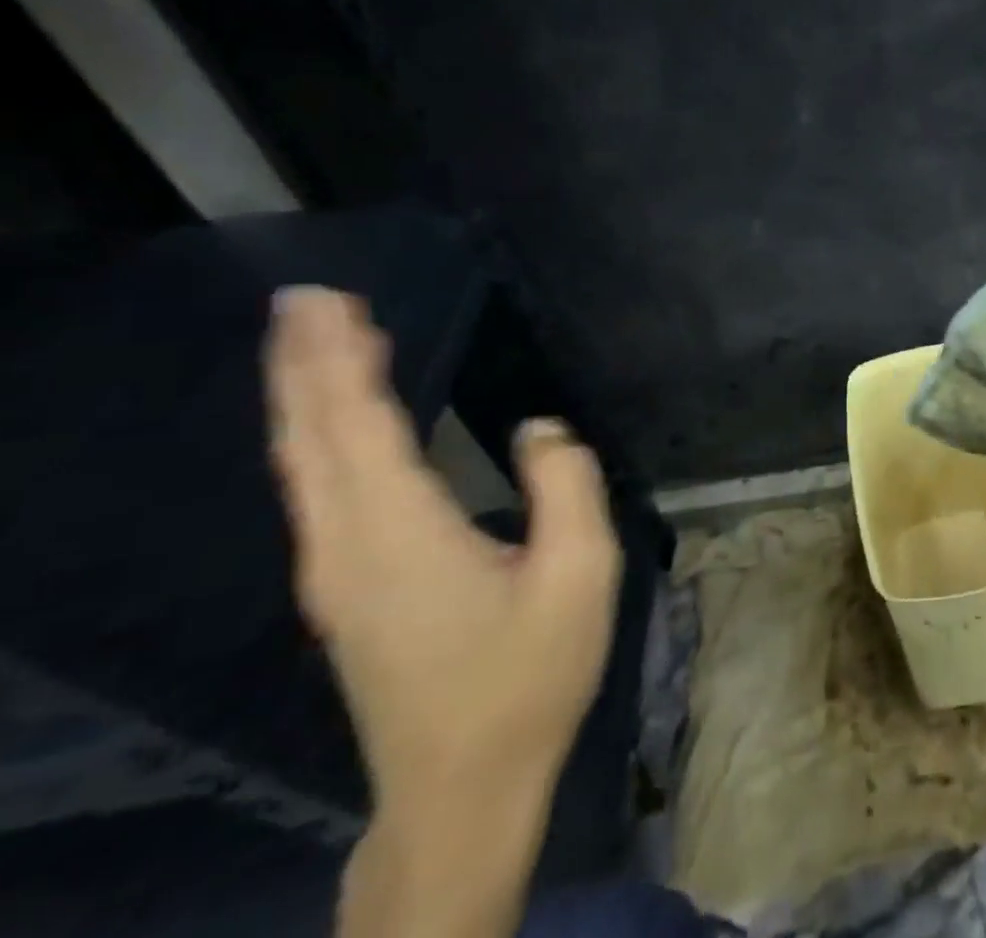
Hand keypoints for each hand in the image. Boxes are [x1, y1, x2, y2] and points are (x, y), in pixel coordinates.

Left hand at [265, 287, 620, 821]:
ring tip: (316, 341)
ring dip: (305, 397)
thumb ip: (566, 486)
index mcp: (402, 536)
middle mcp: (346, 548)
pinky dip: (319, 438)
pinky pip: (317, 492)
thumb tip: (539, 429)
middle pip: (312, 441)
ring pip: (304, 467)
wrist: (464, 786)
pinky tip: (336, 423)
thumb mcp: (580, 573)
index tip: (332, 304)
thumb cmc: (529, 675)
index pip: (360, 429)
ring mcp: (335, 575)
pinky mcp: (344, 591)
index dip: (342, 363)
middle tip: (304, 299)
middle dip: (304, 365)